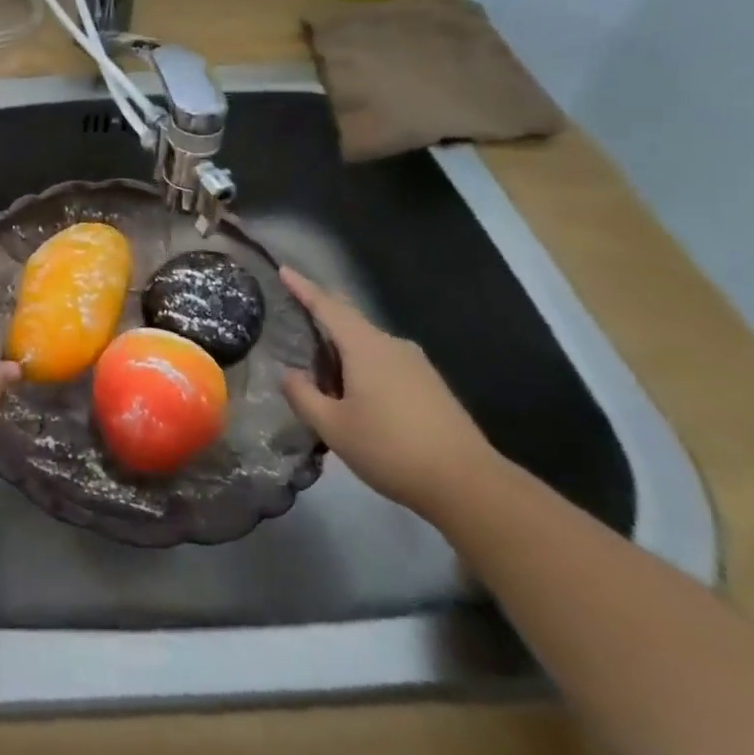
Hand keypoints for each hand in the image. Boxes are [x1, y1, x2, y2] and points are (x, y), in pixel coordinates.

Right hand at [280, 266, 496, 518]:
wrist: (470, 485)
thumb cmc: (391, 449)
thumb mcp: (333, 427)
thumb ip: (303, 395)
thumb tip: (288, 374)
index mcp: (365, 347)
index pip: (327, 306)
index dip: (303, 287)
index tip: (284, 270)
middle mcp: (391, 345)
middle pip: (349, 319)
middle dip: (323, 313)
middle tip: (295, 312)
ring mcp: (416, 365)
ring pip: (368, 343)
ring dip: (342, 349)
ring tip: (321, 370)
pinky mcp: (430, 385)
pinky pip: (385, 361)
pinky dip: (362, 365)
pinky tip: (355, 393)